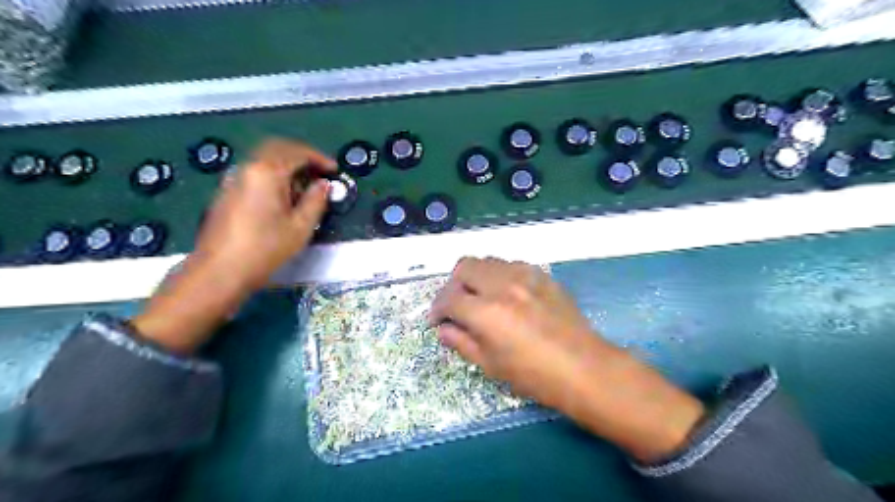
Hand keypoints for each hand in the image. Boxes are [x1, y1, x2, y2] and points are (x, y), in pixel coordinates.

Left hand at [191, 140, 335, 291]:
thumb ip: (315, 201)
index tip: (334, 170)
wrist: (220, 270)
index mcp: (267, 172)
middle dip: (301, 155)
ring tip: (304, 186)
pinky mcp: (227, 192)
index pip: (296, 152)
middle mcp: (247, 168)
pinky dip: (273, 175)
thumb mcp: (300, 227)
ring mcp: (233, 179)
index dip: (319, 158)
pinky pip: (254, 172)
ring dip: (287, 165)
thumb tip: (323, 185)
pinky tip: (282, 197)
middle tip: (320, 171)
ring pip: (264, 159)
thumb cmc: (265, 248)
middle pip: (277, 148)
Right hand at [428, 256, 705, 464]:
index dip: (437, 309)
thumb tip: (443, 329)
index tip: (438, 320)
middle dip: (453, 285)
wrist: (583, 367)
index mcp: (486, 312)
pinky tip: (506, 294)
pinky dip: (499, 275)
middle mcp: (502, 285)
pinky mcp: (541, 275)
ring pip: (487, 261)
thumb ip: (461, 342)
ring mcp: (524, 276)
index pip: (449, 299)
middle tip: (457, 305)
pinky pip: (510, 265)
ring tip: (480, 297)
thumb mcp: (491, 365)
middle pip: (464, 267)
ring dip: (476, 277)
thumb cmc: (534, 375)